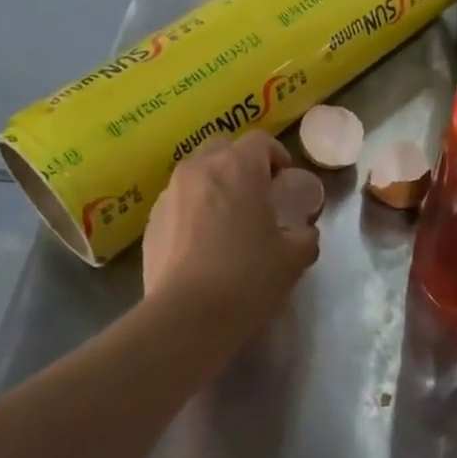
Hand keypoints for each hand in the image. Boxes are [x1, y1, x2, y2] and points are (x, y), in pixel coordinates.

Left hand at [142, 131, 320, 339]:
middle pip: (223, 149)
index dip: (276, 156)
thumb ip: (305, 236)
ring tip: (226, 221)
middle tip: (255, 195)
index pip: (260, 141)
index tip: (283, 181)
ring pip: (196, 174)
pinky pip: (178, 203)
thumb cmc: (248, 278)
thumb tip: (304, 233)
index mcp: (239, 167)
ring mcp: (170, 194)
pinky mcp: (151, 222)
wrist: (187, 317)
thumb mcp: (295, 258)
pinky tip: (202, 244)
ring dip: (214, 186)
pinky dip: (192, 211)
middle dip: (240, 164)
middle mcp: (200, 169)